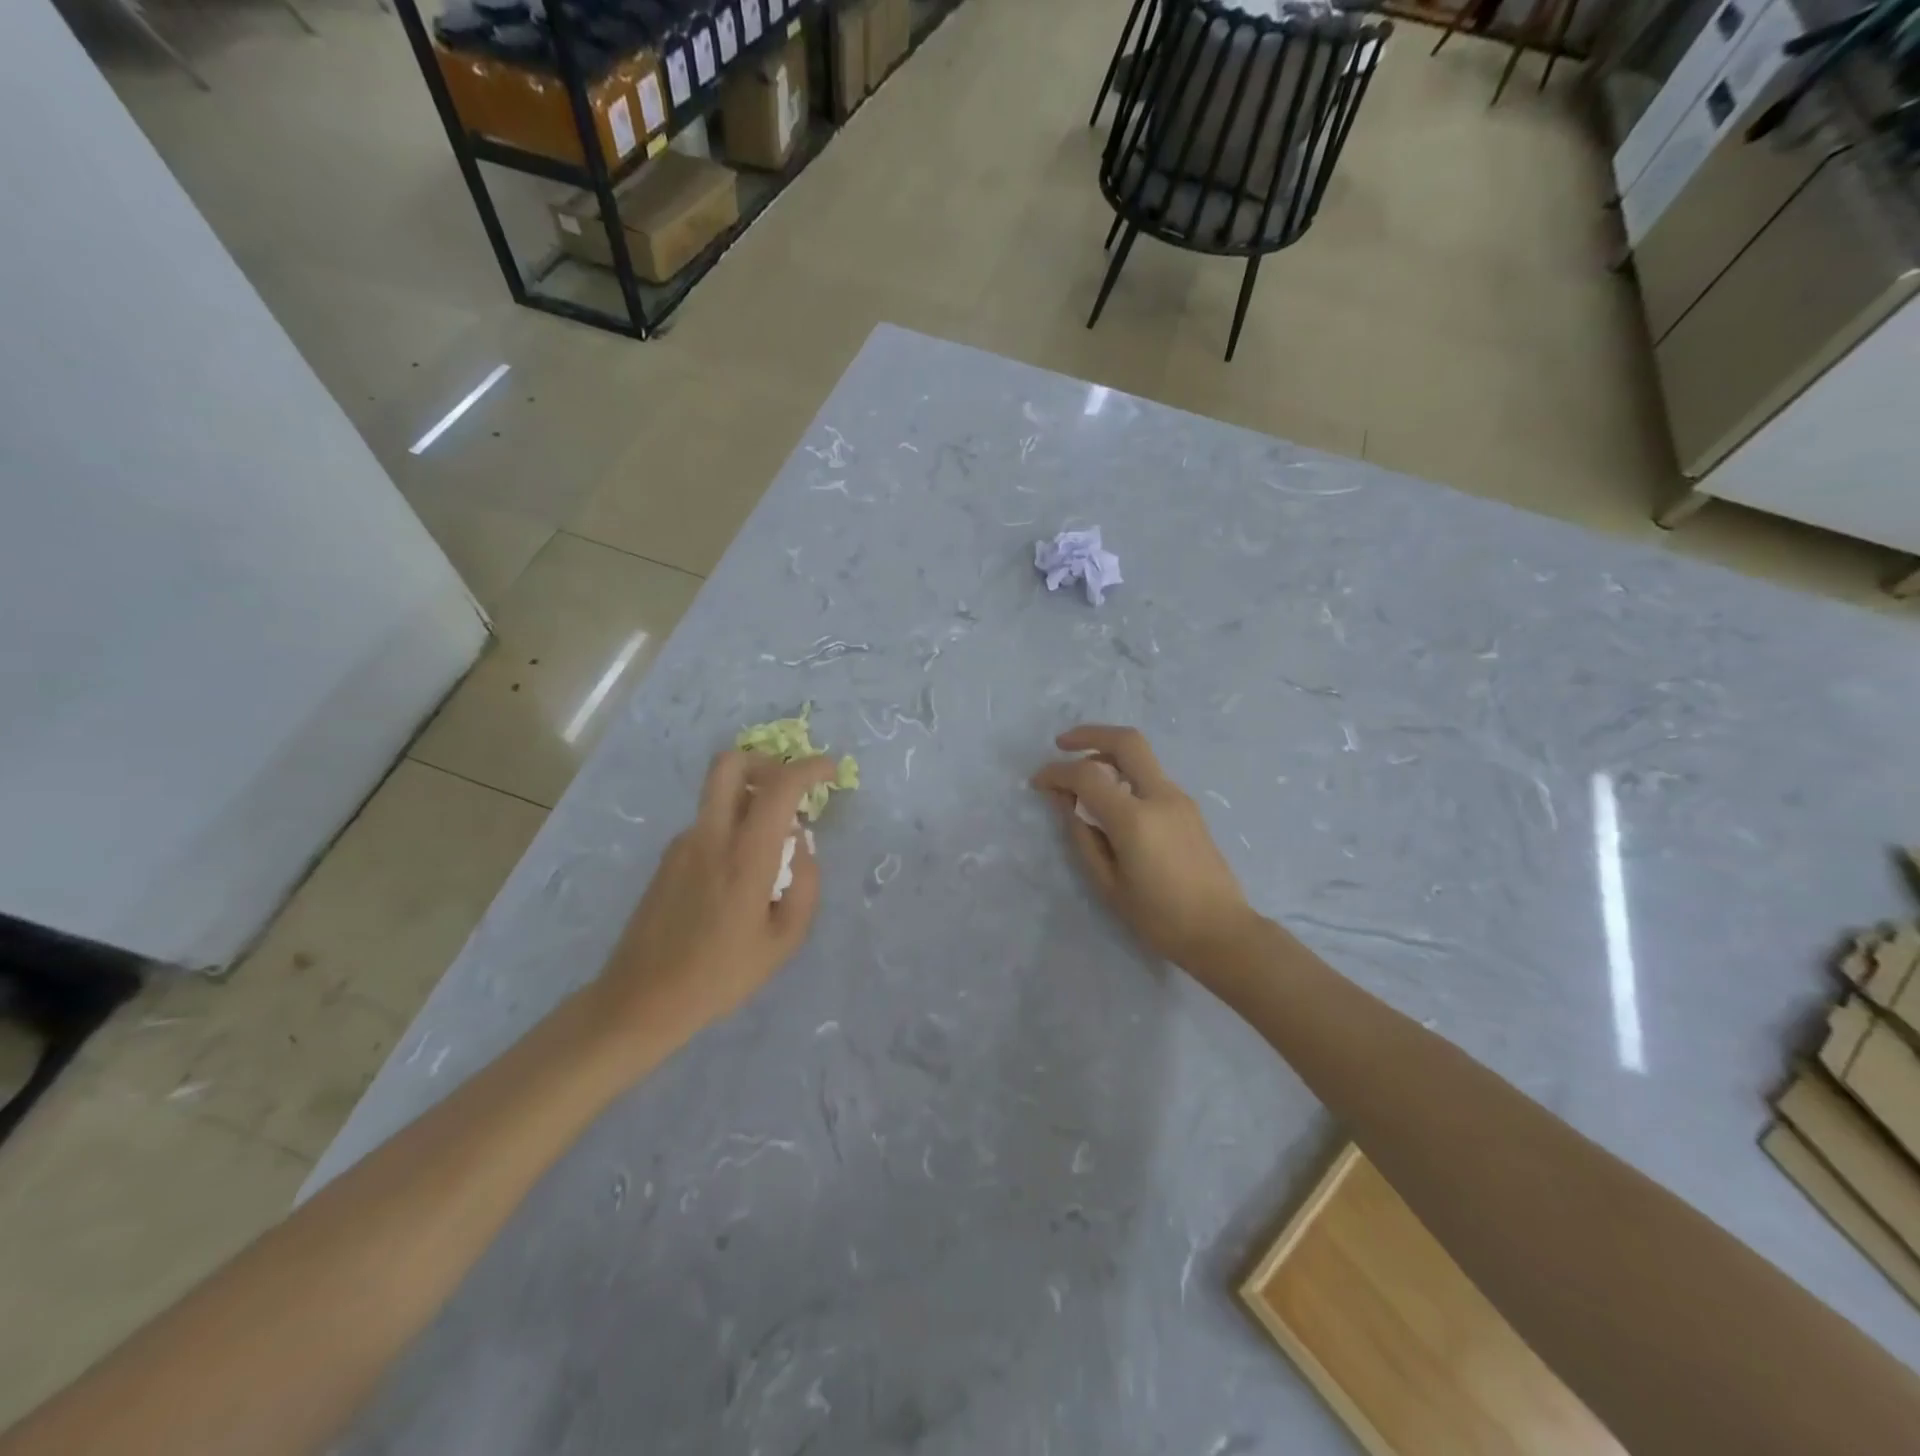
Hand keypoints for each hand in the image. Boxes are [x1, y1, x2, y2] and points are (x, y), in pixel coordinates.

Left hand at [594, 750, 837, 1051]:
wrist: (641, 1000)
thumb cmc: (720, 975)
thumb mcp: (784, 940)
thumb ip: (805, 884)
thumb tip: (802, 845)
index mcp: (744, 855)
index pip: (779, 786)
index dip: (810, 768)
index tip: (831, 772)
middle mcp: (709, 836)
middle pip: (730, 763)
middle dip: (766, 761)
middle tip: (790, 788)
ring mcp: (683, 844)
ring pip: (720, 795)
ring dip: (752, 801)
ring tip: (773, 851)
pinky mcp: (668, 858)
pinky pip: (710, 824)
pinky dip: (734, 827)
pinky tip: (741, 876)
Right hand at [1031, 725, 1258, 970]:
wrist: (1222, 932)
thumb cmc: (1160, 918)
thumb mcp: (1108, 884)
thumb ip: (1083, 836)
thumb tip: (1064, 802)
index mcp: (1135, 818)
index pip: (1087, 776)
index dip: (1056, 773)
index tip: (1038, 782)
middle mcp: (1160, 796)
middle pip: (1126, 741)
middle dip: (1090, 734)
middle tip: (1062, 744)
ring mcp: (1179, 799)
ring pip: (1141, 757)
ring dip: (1108, 754)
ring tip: (1082, 777)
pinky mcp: (1188, 809)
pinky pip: (1150, 777)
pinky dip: (1124, 773)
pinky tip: (1110, 799)